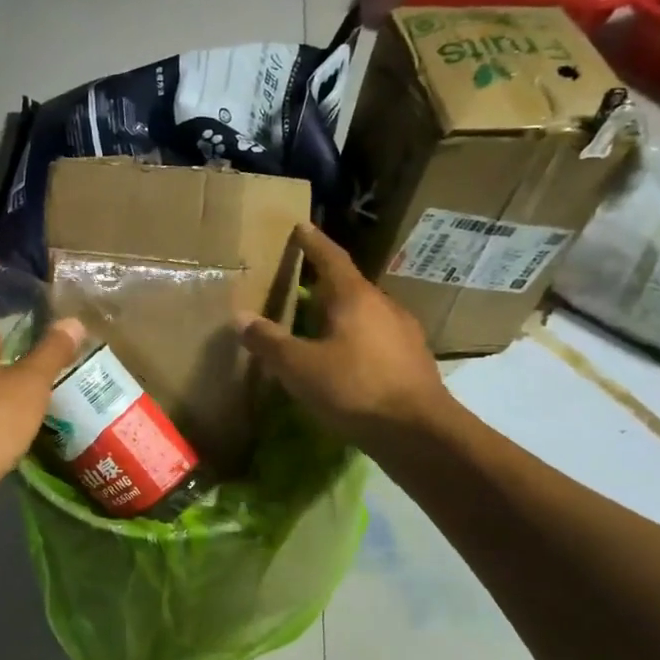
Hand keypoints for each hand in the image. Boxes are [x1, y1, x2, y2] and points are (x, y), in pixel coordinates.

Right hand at [239, 223, 453, 445]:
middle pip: (349, 285)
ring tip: (318, 325)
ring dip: (341, 314)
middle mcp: (383, 305)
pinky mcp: (412, 359)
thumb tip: (240, 317)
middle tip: (299, 285)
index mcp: (355, 298)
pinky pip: (376, 337)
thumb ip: (269, 341)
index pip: (331, 258)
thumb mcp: (299, 367)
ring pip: (365, 313)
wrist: (418, 432)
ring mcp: (403, 332)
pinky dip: (356, 339)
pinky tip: (345, 359)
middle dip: (324, 284)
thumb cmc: (354, 388)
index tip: (301, 227)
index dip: (313, 242)